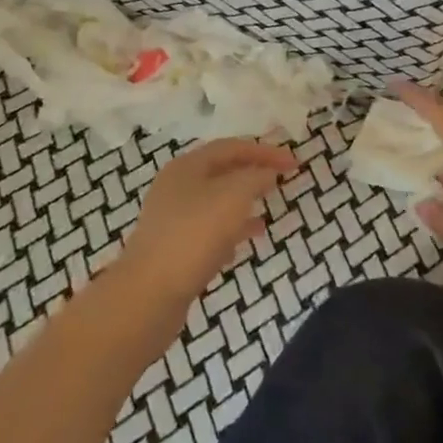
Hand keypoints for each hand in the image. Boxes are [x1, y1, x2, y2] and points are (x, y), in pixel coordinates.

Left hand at [117, 138, 297, 321]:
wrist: (148, 295)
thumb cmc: (194, 235)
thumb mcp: (233, 197)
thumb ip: (255, 178)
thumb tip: (266, 173)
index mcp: (187, 166)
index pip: (232, 147)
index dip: (265, 151)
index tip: (294, 163)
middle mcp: (176, 186)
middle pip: (221, 172)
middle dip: (253, 174)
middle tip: (281, 180)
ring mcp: (172, 219)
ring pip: (216, 202)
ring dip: (244, 202)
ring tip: (269, 210)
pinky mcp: (174, 249)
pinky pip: (209, 230)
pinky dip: (232, 230)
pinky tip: (247, 241)